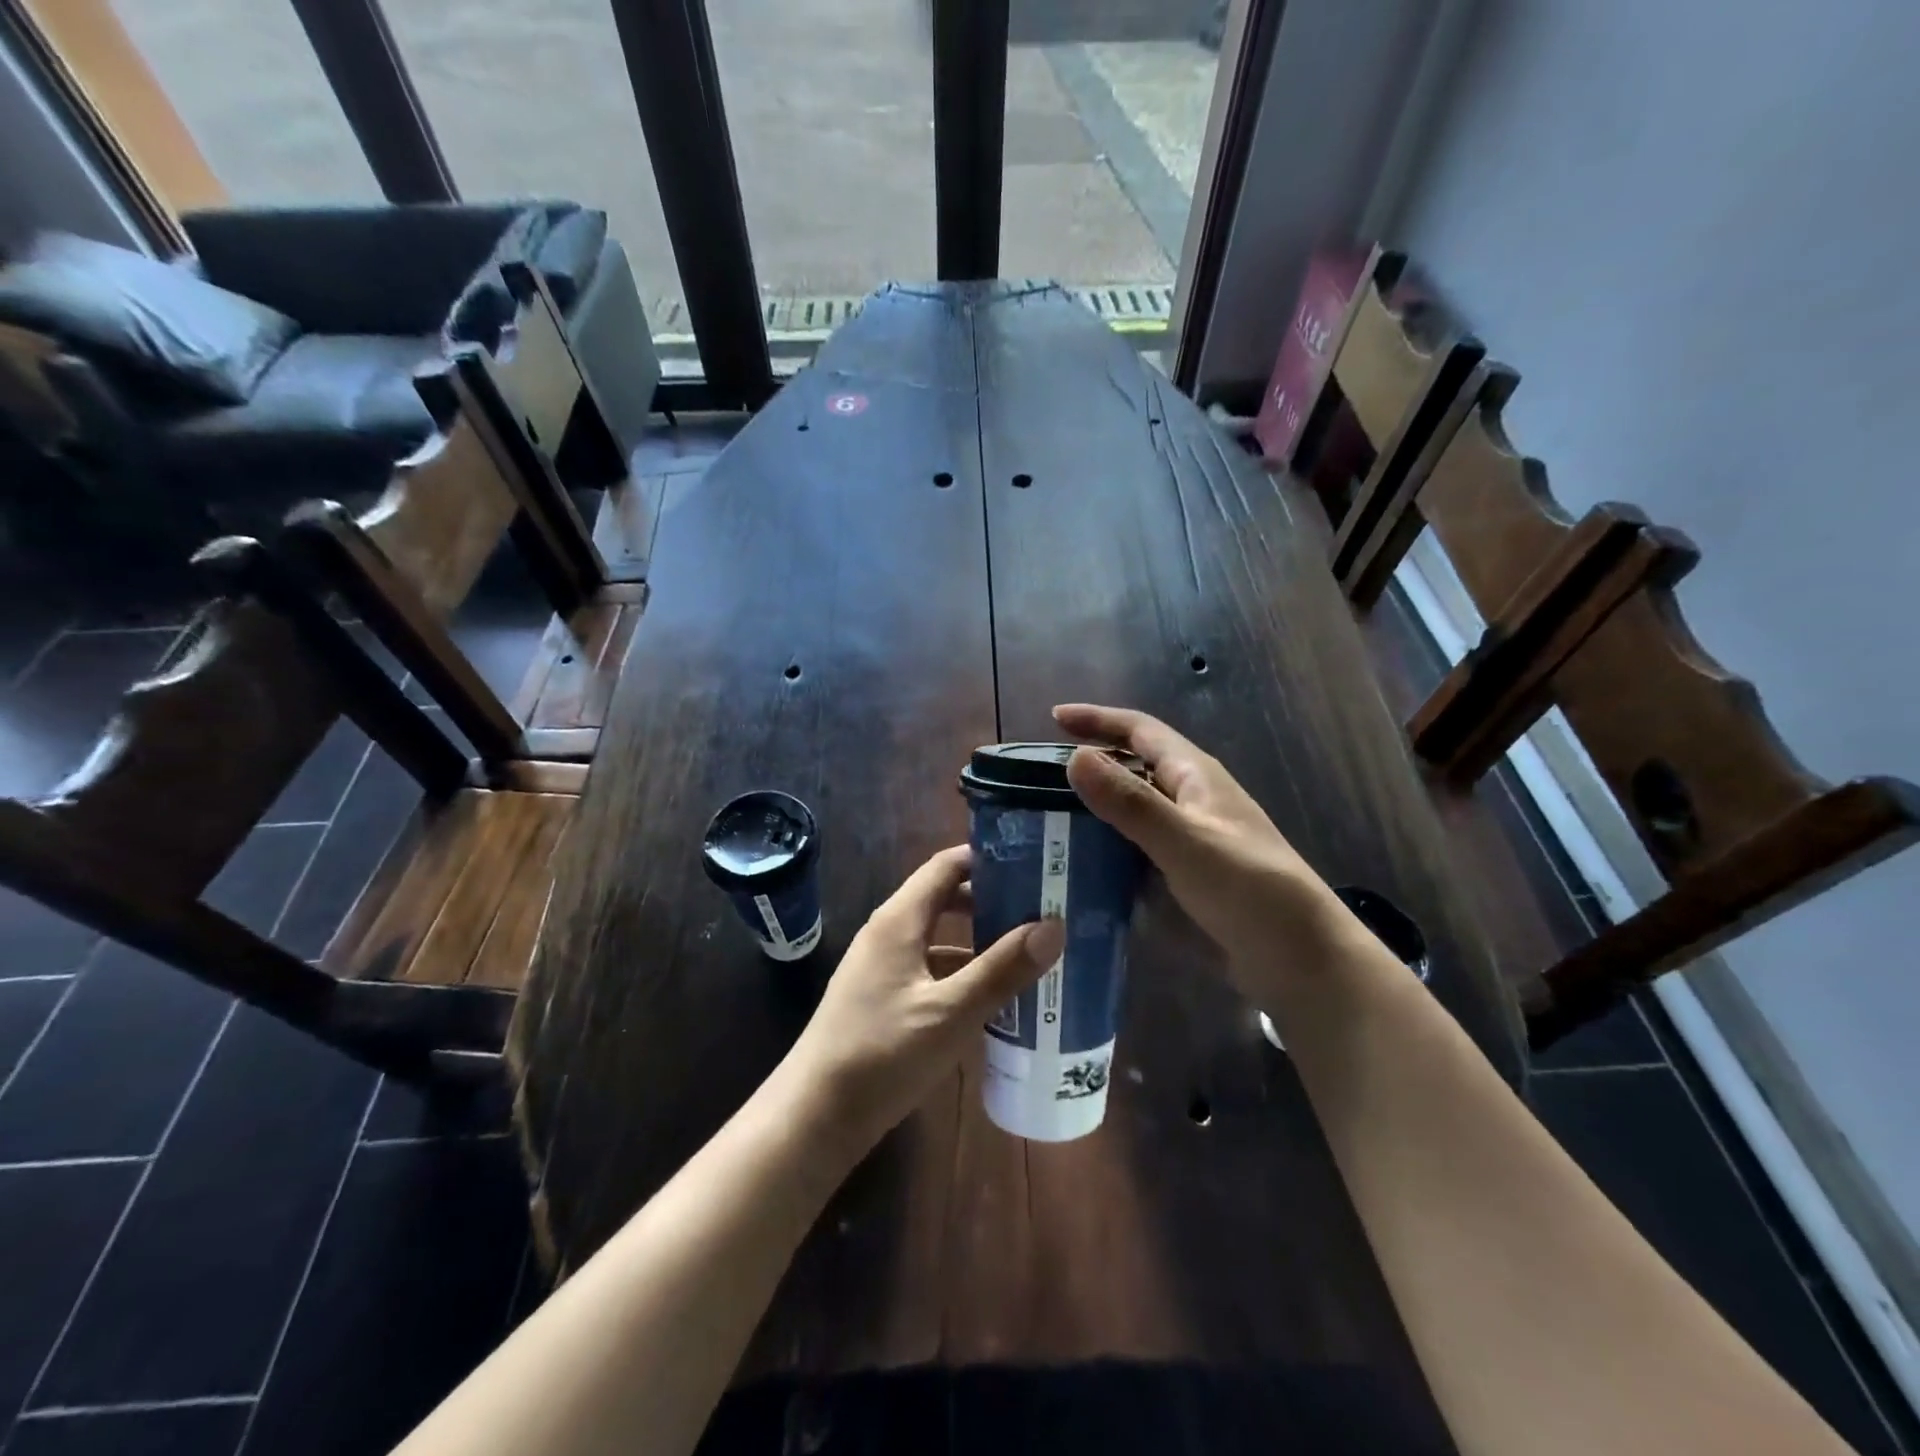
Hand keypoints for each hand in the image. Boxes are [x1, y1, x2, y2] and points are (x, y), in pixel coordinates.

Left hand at [781, 846, 1062, 1157]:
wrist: (815, 1116)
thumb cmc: (882, 1054)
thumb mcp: (951, 1013)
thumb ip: (1001, 970)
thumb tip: (1053, 926)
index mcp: (899, 920)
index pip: (946, 866)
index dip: (987, 858)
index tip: (1032, 863)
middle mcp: (888, 933)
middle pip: (944, 898)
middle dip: (991, 901)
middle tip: (1040, 909)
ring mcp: (882, 967)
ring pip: (939, 939)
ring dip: (979, 941)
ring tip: (1028, 952)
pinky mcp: (882, 998)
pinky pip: (930, 970)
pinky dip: (962, 974)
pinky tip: (993, 999)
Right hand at [1054, 703, 1344, 984]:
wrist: (1301, 959)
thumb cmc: (1249, 890)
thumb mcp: (1185, 841)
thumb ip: (1131, 802)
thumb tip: (1075, 757)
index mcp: (1195, 776)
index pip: (1140, 730)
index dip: (1098, 719)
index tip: (1053, 717)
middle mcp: (1191, 799)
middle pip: (1134, 767)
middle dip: (1091, 763)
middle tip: (1039, 777)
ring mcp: (1190, 838)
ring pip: (1133, 810)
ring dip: (1095, 809)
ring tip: (1046, 819)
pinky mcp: (1187, 874)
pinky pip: (1137, 848)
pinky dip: (1108, 848)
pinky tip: (1080, 864)